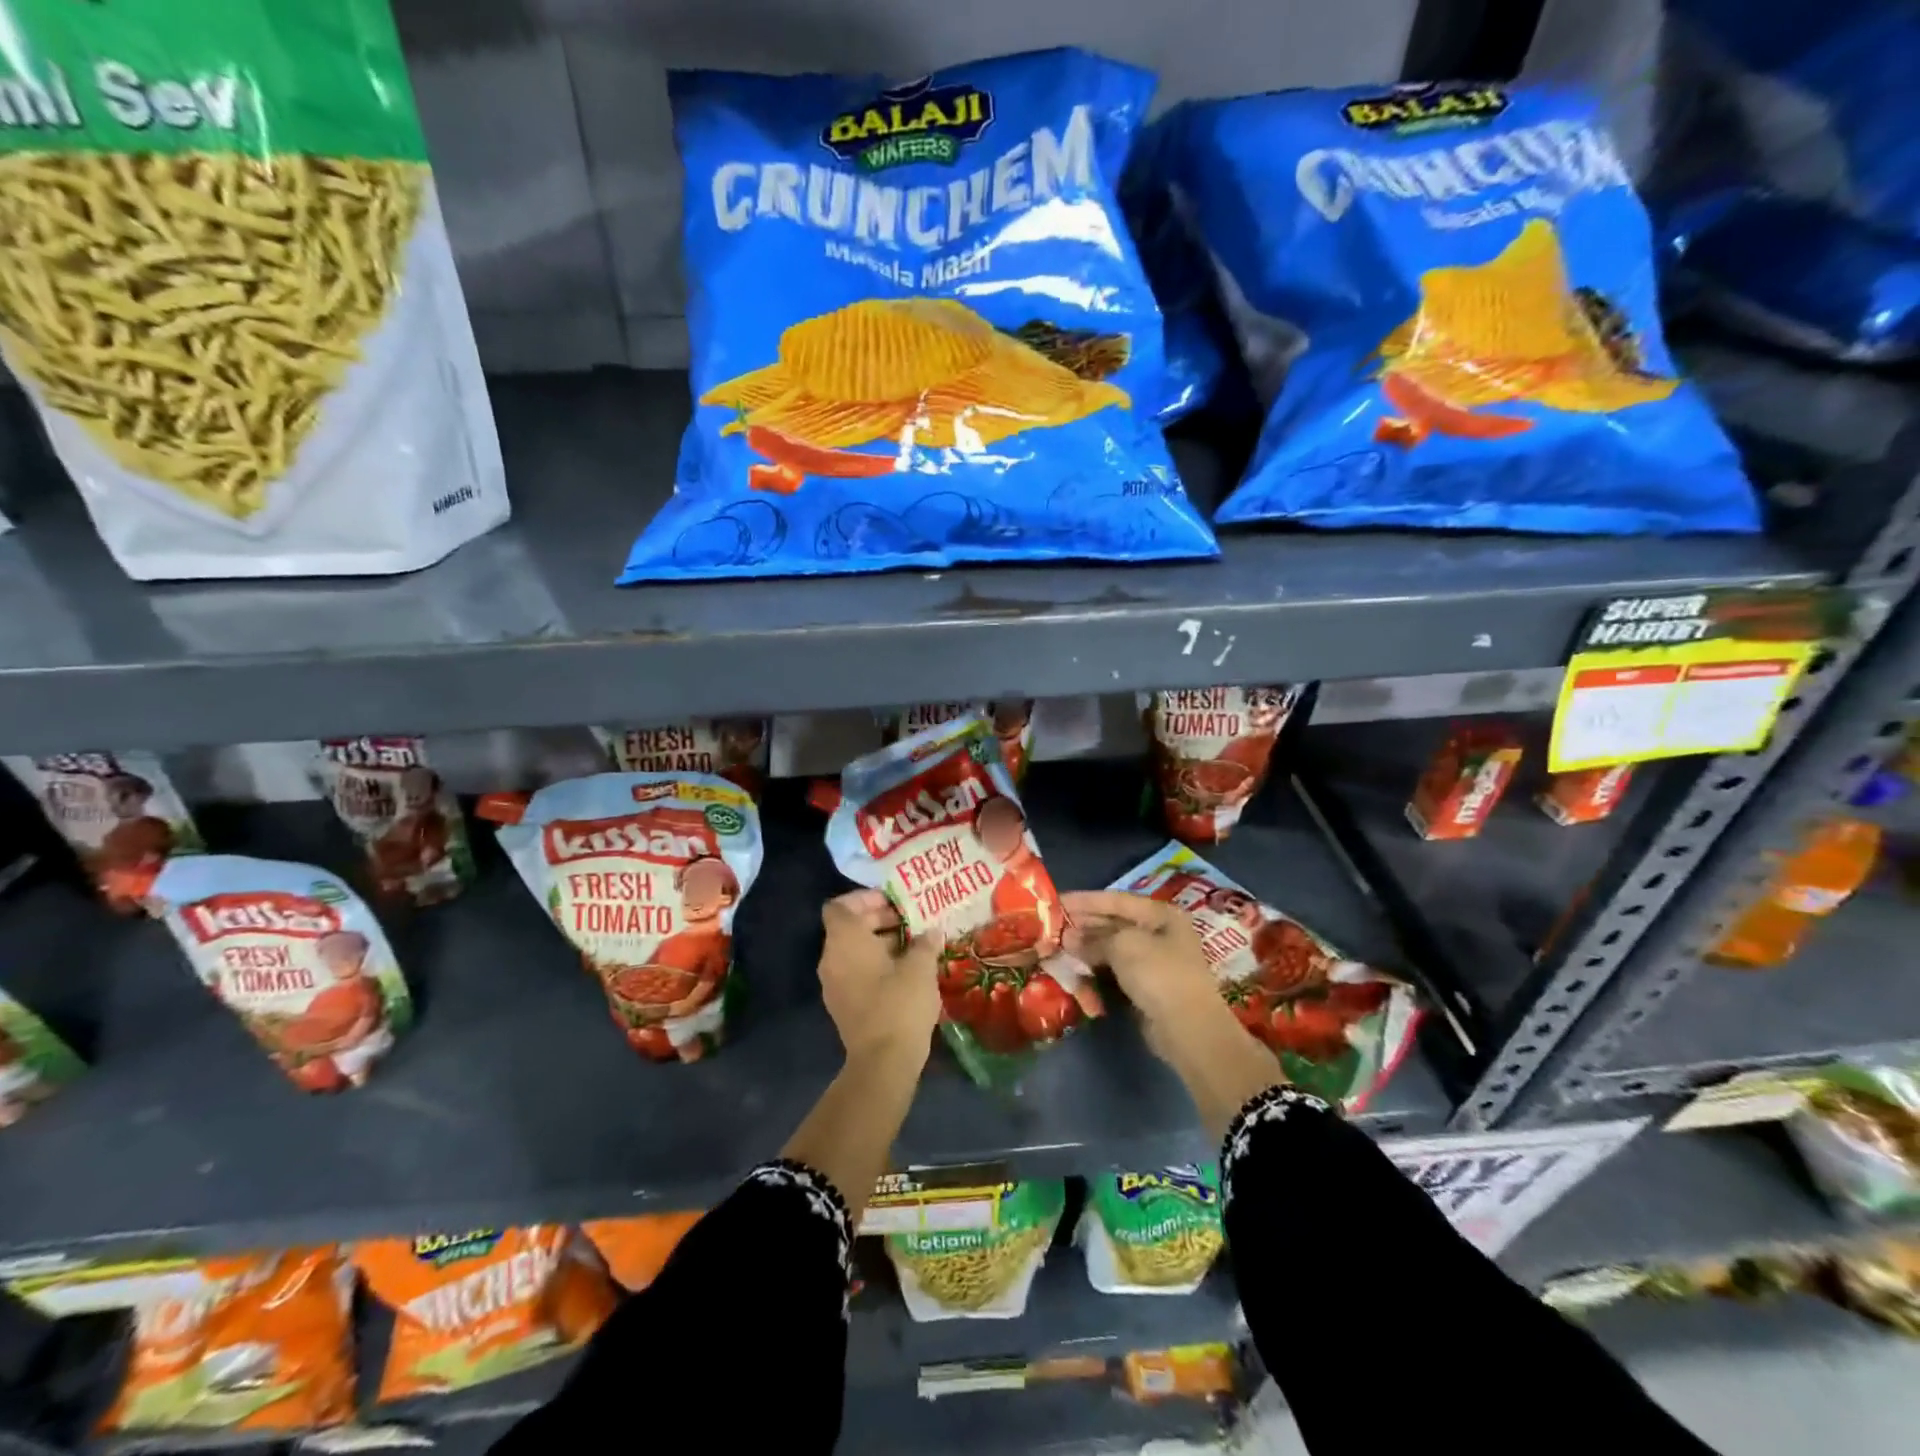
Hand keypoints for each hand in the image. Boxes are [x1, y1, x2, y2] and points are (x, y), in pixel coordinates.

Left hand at [818, 890, 939, 1069]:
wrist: (883, 1063)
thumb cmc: (900, 1004)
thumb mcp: (921, 968)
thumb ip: (925, 943)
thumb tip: (932, 932)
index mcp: (844, 941)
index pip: (840, 906)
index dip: (865, 898)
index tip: (894, 902)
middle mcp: (831, 959)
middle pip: (848, 927)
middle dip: (879, 919)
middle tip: (912, 921)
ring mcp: (834, 985)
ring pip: (854, 951)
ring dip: (881, 943)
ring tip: (915, 945)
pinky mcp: (844, 1005)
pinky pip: (856, 972)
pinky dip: (876, 965)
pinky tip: (907, 972)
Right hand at [1062, 890, 1240, 1059]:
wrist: (1188, 1028)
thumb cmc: (1158, 974)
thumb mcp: (1123, 946)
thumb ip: (1093, 939)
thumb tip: (1068, 938)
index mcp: (1161, 914)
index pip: (1116, 900)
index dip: (1085, 900)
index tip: (1056, 902)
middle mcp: (1159, 933)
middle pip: (1114, 923)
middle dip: (1083, 925)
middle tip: (1052, 927)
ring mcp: (1154, 962)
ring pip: (1112, 948)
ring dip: (1086, 948)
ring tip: (1059, 948)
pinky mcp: (1146, 987)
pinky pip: (1115, 971)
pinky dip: (1096, 969)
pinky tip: (1076, 970)